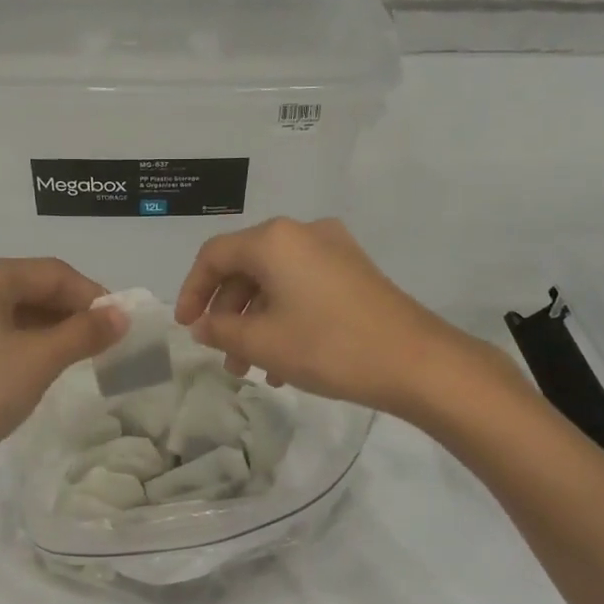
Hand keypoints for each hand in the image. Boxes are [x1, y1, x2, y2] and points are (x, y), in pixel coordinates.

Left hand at [0, 256, 125, 498]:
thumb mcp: (38, 361)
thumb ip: (84, 334)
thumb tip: (122, 314)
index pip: (52, 273)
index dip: (92, 295)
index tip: (120, 324)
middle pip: (28, 286)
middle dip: (68, 312)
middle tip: (102, 343)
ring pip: (7, 310)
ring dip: (45, 328)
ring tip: (75, 357)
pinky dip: (18, 341)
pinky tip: (34, 366)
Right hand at [174, 218, 519, 418]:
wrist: (416, 361)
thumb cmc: (328, 346)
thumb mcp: (263, 343)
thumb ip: (221, 330)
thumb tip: (203, 325)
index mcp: (274, 240)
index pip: (214, 255)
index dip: (192, 291)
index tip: (186, 327)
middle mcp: (303, 233)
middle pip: (246, 267)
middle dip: (227, 314)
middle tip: (223, 356)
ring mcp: (334, 250)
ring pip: (275, 282)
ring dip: (256, 322)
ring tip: (252, 369)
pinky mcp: (355, 272)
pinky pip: (303, 288)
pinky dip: (284, 318)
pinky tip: (284, 362)